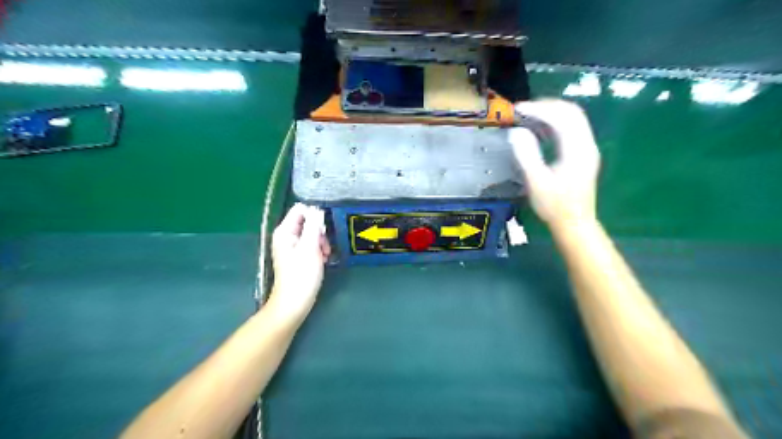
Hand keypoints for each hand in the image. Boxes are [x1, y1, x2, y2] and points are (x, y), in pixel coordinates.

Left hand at [270, 204, 328, 324]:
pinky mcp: (298, 255)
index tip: (323, 229)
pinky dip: (319, 249)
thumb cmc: (301, 275)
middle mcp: (286, 235)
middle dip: (319, 230)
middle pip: (307, 220)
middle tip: (324, 245)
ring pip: (311, 232)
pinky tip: (323, 259)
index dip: (315, 215)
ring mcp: (291, 246)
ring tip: (325, 254)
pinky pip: (311, 244)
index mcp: (284, 231)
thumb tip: (318, 209)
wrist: (294, 302)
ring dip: (321, 241)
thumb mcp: (310, 247)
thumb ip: (314, 225)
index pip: (301, 209)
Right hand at [511, 97, 600, 229]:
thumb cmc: (554, 206)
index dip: (539, 108)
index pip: (561, 116)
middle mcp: (586, 144)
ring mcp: (587, 149)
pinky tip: (540, 130)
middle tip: (523, 109)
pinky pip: (571, 129)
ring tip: (529, 116)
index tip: (518, 109)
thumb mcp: (536, 181)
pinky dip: (555, 124)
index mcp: (577, 149)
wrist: (574, 224)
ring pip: (573, 119)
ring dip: (551, 113)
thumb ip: (526, 154)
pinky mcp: (583, 155)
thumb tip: (516, 132)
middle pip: (571, 112)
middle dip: (547, 106)